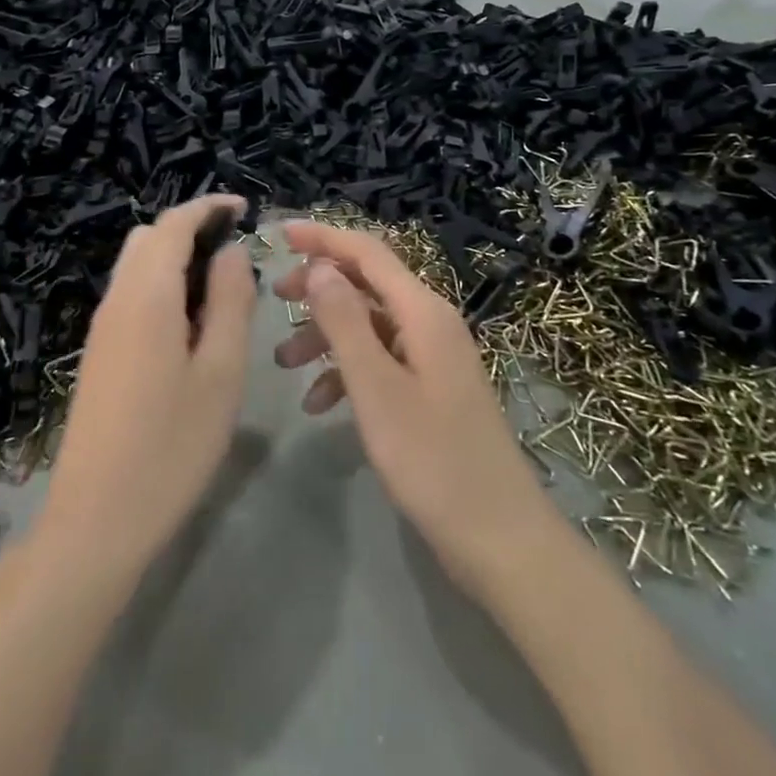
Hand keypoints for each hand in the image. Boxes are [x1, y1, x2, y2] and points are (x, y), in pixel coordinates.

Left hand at [39, 195, 256, 576]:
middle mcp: (117, 300)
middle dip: (192, 230)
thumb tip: (232, 252)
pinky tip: (190, 326)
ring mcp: (101, 328)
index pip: (174, 224)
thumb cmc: (171, 446)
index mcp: (146, 295)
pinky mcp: (98, 353)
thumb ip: (230, 302)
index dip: (208, 207)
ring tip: (221, 291)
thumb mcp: (220, 373)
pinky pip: (131, 296)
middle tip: (237, 255)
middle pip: (149, 238)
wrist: (96, 520)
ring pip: (137, 266)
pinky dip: (162, 286)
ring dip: (176, 259)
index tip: (244, 209)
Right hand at [273, 222, 552, 602]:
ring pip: (369, 324)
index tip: (278, 234)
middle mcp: (430, 323)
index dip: (323, 238)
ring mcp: (432, 357)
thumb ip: (344, 321)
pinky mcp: (430, 389)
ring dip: (325, 334)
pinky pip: (380, 360)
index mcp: (423, 312)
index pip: (367, 253)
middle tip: (274, 299)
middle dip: (318, 286)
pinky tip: (319, 404)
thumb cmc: (433, 461)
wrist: (500, 541)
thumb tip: (320, 266)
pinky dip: (346, 371)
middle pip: (366, 284)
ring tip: (283, 361)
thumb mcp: (376, 388)